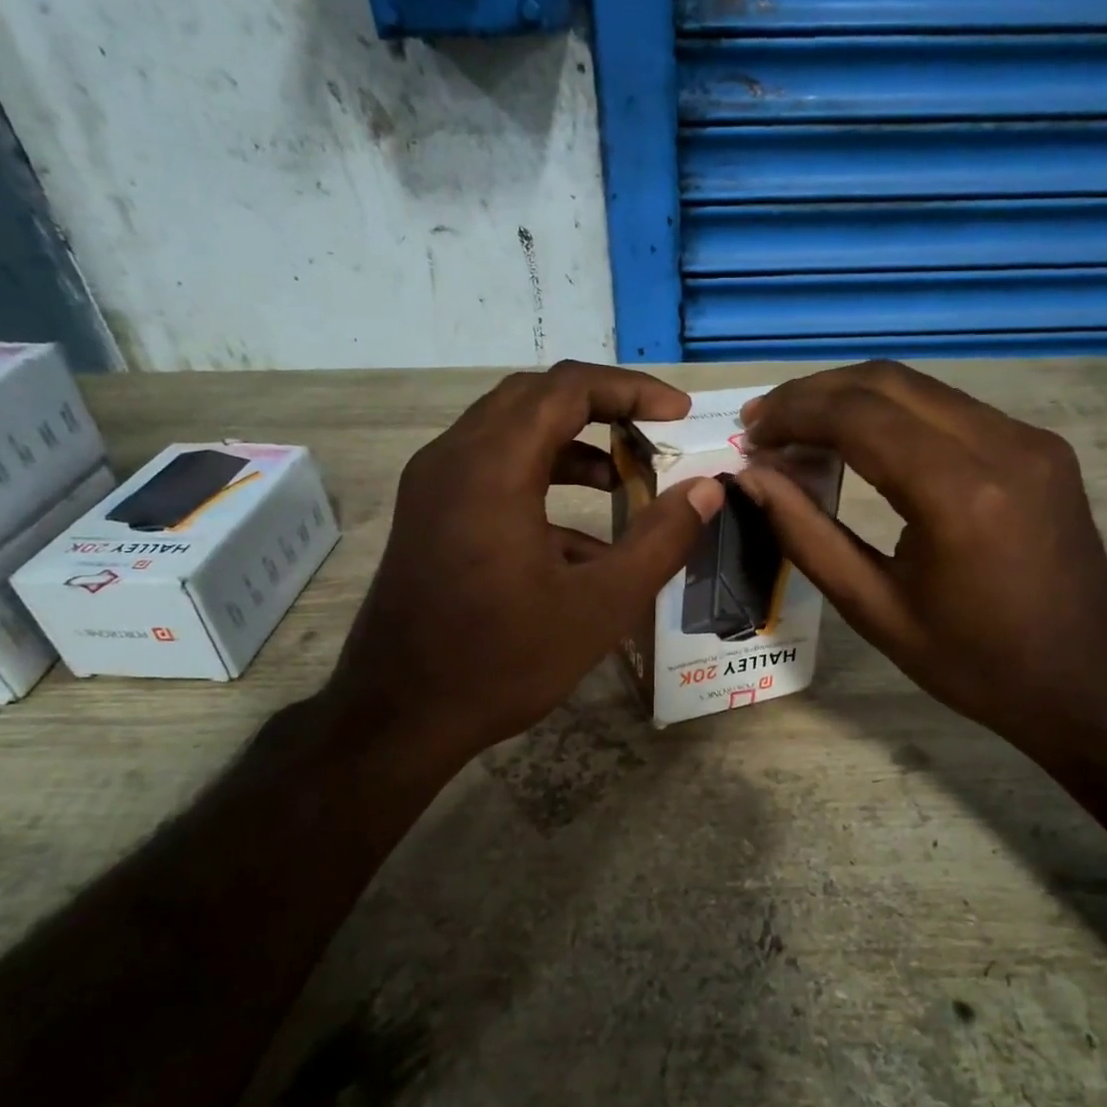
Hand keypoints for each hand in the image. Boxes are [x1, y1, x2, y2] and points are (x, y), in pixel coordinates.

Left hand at [324, 362, 723, 768]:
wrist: (400, 717)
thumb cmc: (502, 661)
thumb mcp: (601, 606)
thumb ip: (661, 540)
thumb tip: (707, 489)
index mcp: (492, 468)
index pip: (566, 388)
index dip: (630, 389)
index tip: (679, 414)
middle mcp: (453, 459)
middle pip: (533, 398)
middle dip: (600, 407)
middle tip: (652, 433)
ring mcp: (433, 487)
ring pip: (509, 432)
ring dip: (570, 444)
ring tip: (622, 479)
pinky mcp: (428, 515)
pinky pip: (490, 471)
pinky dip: (540, 481)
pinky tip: (580, 540)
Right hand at [736, 362, 1106, 763]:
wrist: (1088, 680)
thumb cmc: (975, 662)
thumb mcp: (874, 610)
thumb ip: (806, 536)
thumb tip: (751, 478)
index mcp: (959, 494)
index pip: (858, 417)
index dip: (793, 414)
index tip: (749, 433)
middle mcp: (1001, 445)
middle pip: (887, 381)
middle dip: (814, 393)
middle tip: (764, 424)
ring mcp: (1029, 438)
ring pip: (919, 387)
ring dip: (852, 399)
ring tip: (801, 431)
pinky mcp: (1039, 445)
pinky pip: (950, 409)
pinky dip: (893, 415)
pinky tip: (863, 444)